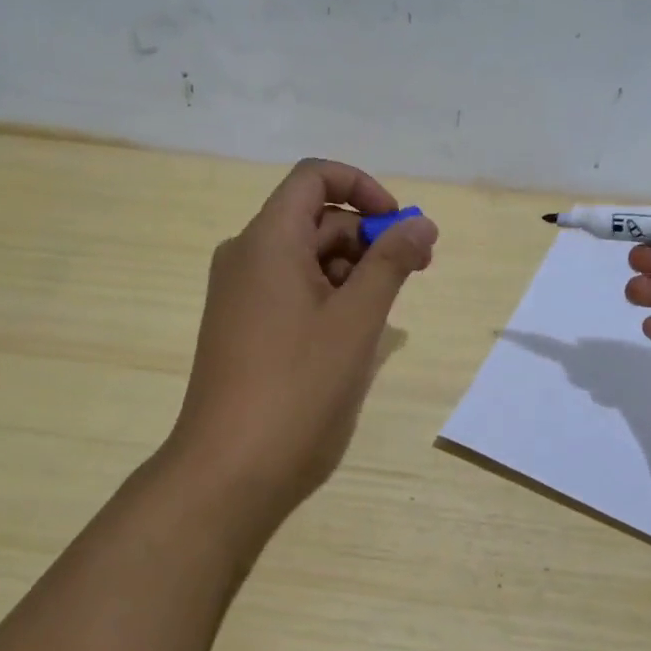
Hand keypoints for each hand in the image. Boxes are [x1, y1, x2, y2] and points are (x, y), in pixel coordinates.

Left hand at [163, 159, 437, 524]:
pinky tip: (353, 336)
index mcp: (267, 241)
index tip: (400, 226)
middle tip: (416, 273)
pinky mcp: (242, 328)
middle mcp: (246, 256)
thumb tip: (421, 222)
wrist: (228, 473)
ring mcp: (240, 295)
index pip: (314, 177)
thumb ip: (391, 263)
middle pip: (315, 219)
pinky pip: (291, 291)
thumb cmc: (298, 389)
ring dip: (353, 271)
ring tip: (385, 313)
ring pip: (306, 258)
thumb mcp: (357, 320)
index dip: (363, 188)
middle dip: (369, 236)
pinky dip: (329, 298)